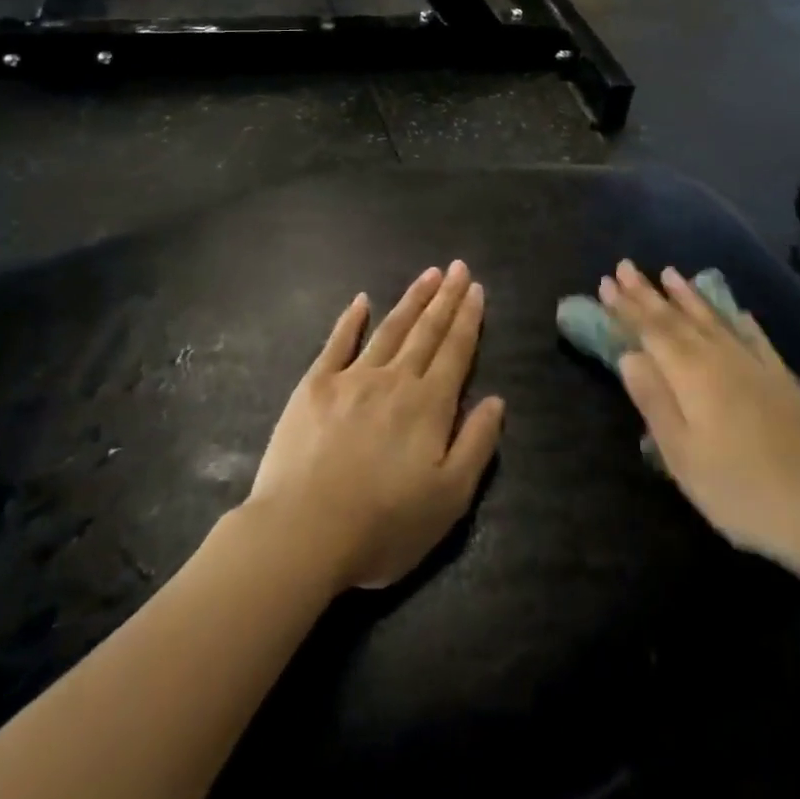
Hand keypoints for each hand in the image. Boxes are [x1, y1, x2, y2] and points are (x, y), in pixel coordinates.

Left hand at [248, 262, 505, 591]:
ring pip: (390, 329)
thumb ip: (476, 444)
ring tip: (428, 274)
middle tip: (457, 266)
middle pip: (427, 331)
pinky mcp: (315, 385)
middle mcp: (395, 379)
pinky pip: (338, 342)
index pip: (456, 350)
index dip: (468, 318)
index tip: (475, 288)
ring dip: (411, 300)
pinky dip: (352, 320)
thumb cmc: (383, 525)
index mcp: (429, 405)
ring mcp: (352, 378)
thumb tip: (496, 400)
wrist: (303, 532)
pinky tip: (362, 300)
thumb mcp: (449, 499)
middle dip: (445, 297)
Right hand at [598, 260, 799, 574]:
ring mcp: (754, 364)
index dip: (627, 307)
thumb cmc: (738, 490)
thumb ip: (654, 401)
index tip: (605, 283)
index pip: (651, 331)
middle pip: (677, 318)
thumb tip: (629, 355)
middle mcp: (720, 357)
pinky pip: (753, 336)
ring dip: (687, 296)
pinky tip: (734, 310)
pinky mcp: (781, 377)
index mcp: (692, 375)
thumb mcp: (683, 457)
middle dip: (648, 293)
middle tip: (624, 267)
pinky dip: (737, 319)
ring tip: (669, 272)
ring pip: (713, 319)